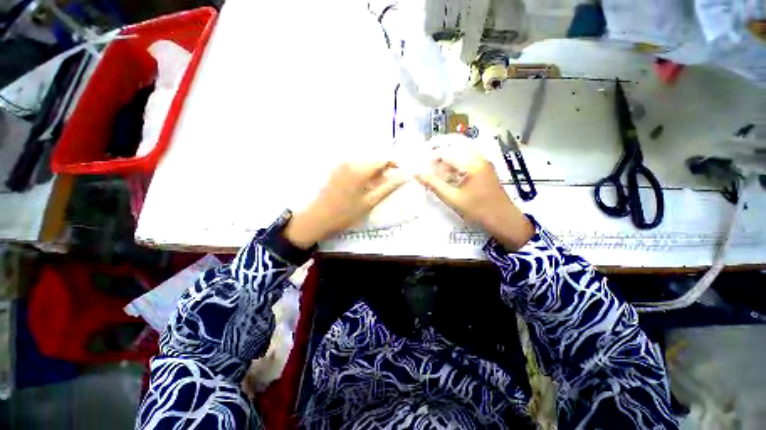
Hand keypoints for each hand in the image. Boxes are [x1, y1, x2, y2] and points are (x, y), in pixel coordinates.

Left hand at [284, 159, 406, 248]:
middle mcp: (350, 162)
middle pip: (373, 159)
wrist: (316, 218)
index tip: (402, 172)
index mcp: (360, 169)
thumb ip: (388, 187)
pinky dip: (363, 172)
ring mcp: (341, 165)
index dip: (395, 163)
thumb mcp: (369, 202)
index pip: (383, 159)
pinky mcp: (335, 170)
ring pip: (364, 162)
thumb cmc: (344, 214)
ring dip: (374, 170)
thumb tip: (405, 176)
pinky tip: (364, 185)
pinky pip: (355, 166)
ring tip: (378, 185)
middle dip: (384, 167)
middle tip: (391, 181)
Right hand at [415, 144, 533, 250]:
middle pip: (454, 148)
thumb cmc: (479, 211)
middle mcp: (478, 158)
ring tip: (435, 171)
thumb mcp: (454, 199)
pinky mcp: (486, 169)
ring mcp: (484, 163)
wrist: (505, 220)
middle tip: (425, 162)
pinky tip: (449, 175)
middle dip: (439, 153)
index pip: (446, 153)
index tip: (418, 163)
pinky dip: (457, 164)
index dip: (430, 156)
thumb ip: (435, 185)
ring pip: (461, 153)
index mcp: (471, 163)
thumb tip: (417, 174)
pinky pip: (468, 160)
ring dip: (448, 159)